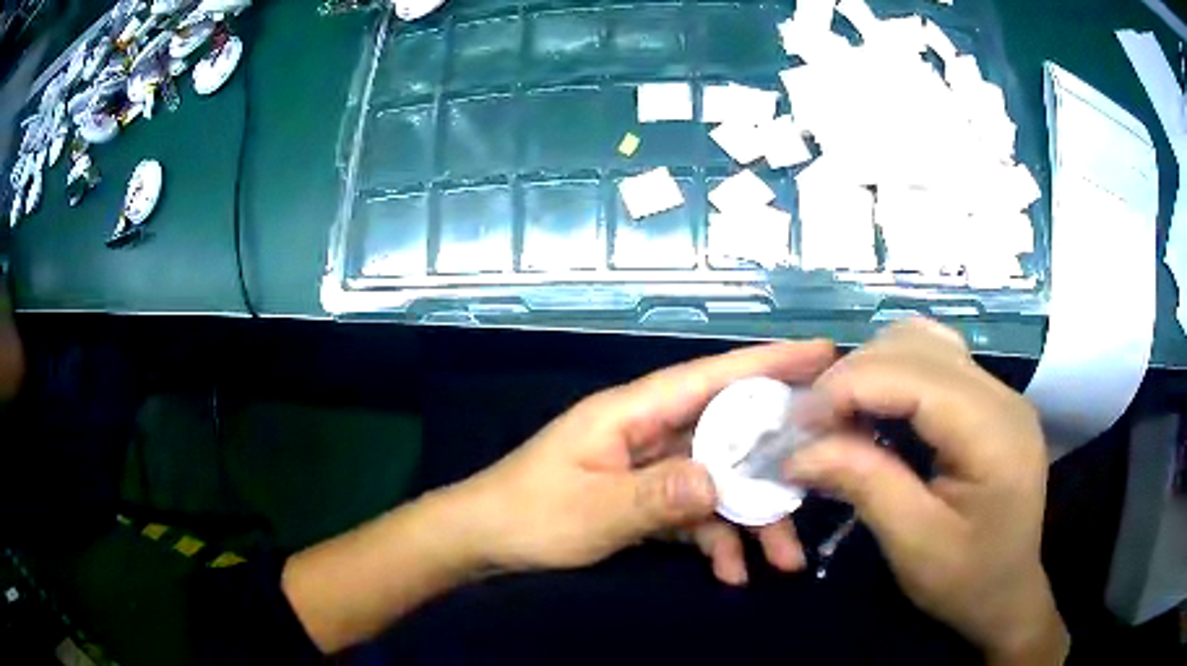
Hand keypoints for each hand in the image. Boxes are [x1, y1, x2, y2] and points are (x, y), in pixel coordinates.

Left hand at [457, 339, 835, 573]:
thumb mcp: (591, 511)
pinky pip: (696, 511)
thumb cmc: (529, 515)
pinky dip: (717, 539)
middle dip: (775, 463)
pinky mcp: (648, 498)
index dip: (768, 362)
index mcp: (632, 413)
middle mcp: (649, 431)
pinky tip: (732, 573)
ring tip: (784, 561)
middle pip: (729, 435)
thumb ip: (653, 497)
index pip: (710, 377)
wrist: (485, 540)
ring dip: (752, 520)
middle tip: (825, 478)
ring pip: (720, 481)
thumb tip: (718, 481)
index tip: (822, 354)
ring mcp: (651, 466)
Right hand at [785, 320, 1068, 664]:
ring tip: (842, 415)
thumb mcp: (914, 545)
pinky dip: (892, 374)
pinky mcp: (987, 399)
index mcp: (994, 433)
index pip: (914, 375)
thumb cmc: (966, 580)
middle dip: (854, 376)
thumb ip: (865, 485)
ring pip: (922, 340)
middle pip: (916, 344)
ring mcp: (997, 391)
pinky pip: (932, 359)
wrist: (1007, 592)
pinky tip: (877, 409)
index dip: (848, 387)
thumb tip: (799, 451)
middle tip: (814, 427)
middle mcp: (1001, 395)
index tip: (797, 425)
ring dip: (872, 369)